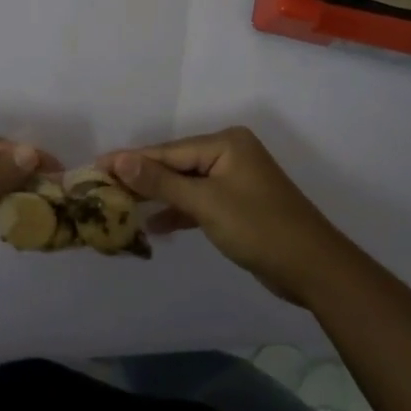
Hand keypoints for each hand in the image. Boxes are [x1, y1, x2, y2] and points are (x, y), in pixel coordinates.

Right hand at [99, 126, 347, 304]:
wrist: (314, 268)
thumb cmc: (259, 228)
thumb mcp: (206, 203)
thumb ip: (161, 182)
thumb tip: (120, 159)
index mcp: (225, 143)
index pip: (168, 151)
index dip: (131, 160)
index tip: (96, 166)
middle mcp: (230, 153)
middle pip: (175, 164)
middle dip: (142, 178)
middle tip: (103, 188)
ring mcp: (235, 179)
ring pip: (186, 183)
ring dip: (158, 197)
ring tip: (121, 206)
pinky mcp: (238, 204)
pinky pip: (199, 200)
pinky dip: (179, 211)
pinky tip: (155, 225)